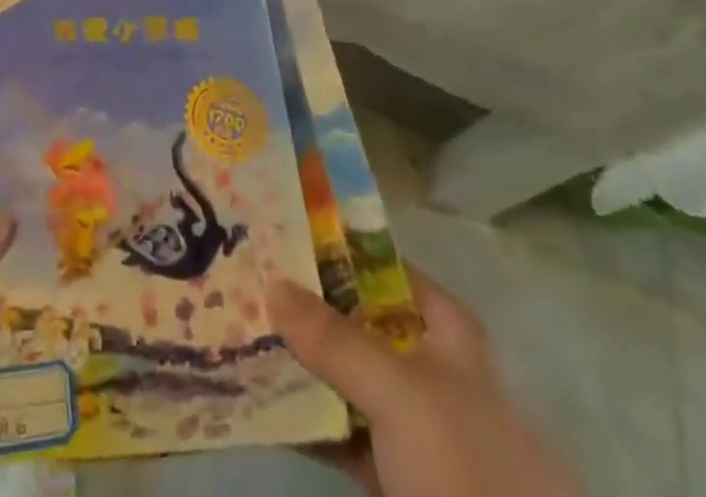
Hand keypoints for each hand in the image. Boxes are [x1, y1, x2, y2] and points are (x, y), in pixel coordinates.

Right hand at [267, 264, 583, 496]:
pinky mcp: (393, 477)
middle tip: (248, 280)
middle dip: (306, 305)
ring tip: (241, 333)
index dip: (336, 248)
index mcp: (445, 333)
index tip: (281, 232)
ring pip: (346, 376)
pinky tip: (259, 402)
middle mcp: (428, 368)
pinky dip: (305, 418)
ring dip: (299, 361)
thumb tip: (270, 283)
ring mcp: (411, 425)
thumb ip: (334, 338)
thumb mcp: (399, 392)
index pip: (383, 267)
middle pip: (358, 321)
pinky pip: (340, 431)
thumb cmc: (465, 469)